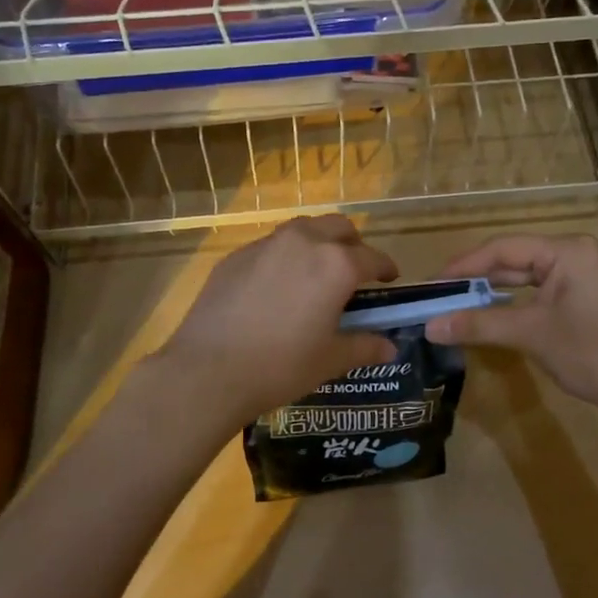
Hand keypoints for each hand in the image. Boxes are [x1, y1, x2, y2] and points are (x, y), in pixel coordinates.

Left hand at [152, 216, 398, 431]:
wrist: (208, 370)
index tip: (390, 278)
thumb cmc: (280, 366)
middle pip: (338, 227)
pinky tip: (277, 286)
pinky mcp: (236, 255)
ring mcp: (266, 245)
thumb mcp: (330, 360)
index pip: (372, 257)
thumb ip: (364, 347)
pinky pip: (271, 246)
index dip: (386, 268)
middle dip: (352, 244)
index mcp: (335, 264)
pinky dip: (284, 256)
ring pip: (303, 229)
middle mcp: (304, 242)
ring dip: (317, 242)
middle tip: (354, 270)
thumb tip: (390, 348)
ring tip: (316, 272)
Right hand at [424, 233, 597, 409]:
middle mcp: (574, 253)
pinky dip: (513, 302)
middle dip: (476, 278)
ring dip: (492, 291)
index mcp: (567, 250)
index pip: (503, 248)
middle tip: (439, 295)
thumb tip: (430, 326)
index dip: (464, 265)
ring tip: (456, 303)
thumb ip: (478, 324)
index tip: (432, 283)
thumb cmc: (590, 353)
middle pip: (514, 259)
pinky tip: (488, 312)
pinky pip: (538, 291)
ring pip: (525, 276)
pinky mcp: (582, 296)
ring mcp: (581, 274)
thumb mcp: (530, 334)